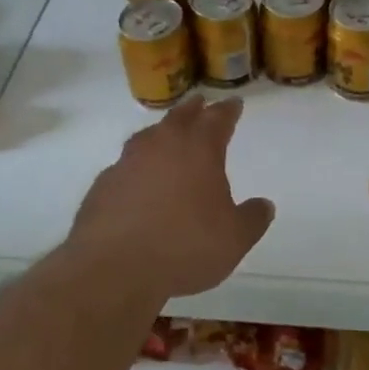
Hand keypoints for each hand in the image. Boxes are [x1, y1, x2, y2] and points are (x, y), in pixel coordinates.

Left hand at [67, 96, 273, 301]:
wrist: (114, 267)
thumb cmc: (184, 246)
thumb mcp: (233, 239)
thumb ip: (252, 219)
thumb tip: (264, 205)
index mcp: (199, 149)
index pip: (218, 118)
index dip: (228, 110)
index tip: (234, 103)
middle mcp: (162, 144)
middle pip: (180, 116)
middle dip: (194, 109)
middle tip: (201, 103)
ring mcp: (128, 161)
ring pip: (149, 136)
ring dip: (162, 131)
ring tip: (168, 134)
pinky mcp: (104, 184)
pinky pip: (126, 165)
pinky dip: (137, 166)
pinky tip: (138, 179)